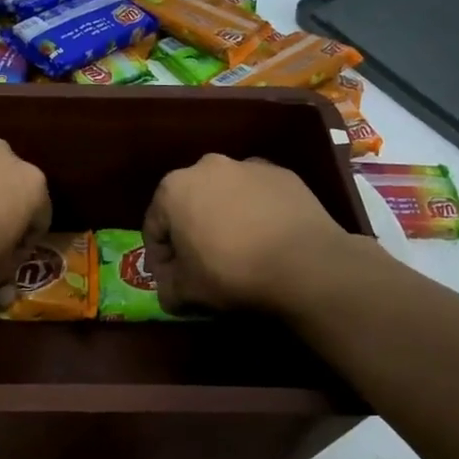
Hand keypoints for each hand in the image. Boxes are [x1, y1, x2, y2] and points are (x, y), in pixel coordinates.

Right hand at [143, 154, 355, 313]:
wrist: (304, 262)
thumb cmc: (231, 272)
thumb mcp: (185, 292)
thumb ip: (167, 288)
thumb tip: (170, 288)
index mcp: (173, 188)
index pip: (154, 227)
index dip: (159, 258)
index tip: (172, 279)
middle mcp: (207, 166)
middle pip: (189, 204)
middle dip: (191, 232)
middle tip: (203, 264)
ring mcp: (248, 166)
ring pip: (225, 196)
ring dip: (224, 219)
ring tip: (239, 251)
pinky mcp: (283, 174)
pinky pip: (258, 196)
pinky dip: (255, 213)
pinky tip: (267, 240)